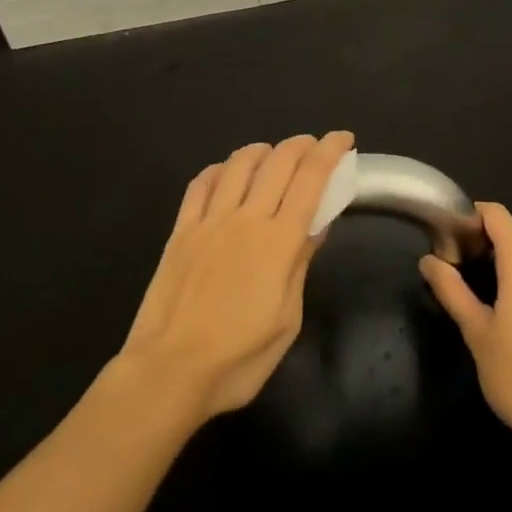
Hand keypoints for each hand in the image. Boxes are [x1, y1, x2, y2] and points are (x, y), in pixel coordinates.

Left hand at [117, 131, 354, 420]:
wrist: (167, 373)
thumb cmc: (237, 360)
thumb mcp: (287, 322)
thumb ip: (300, 266)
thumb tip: (316, 226)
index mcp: (278, 242)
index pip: (311, 179)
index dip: (330, 152)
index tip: (343, 138)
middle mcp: (246, 219)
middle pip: (279, 161)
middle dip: (302, 144)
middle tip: (314, 145)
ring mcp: (210, 221)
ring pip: (239, 163)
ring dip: (262, 150)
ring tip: (272, 154)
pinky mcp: (181, 230)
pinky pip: (201, 184)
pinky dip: (219, 169)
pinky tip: (226, 173)